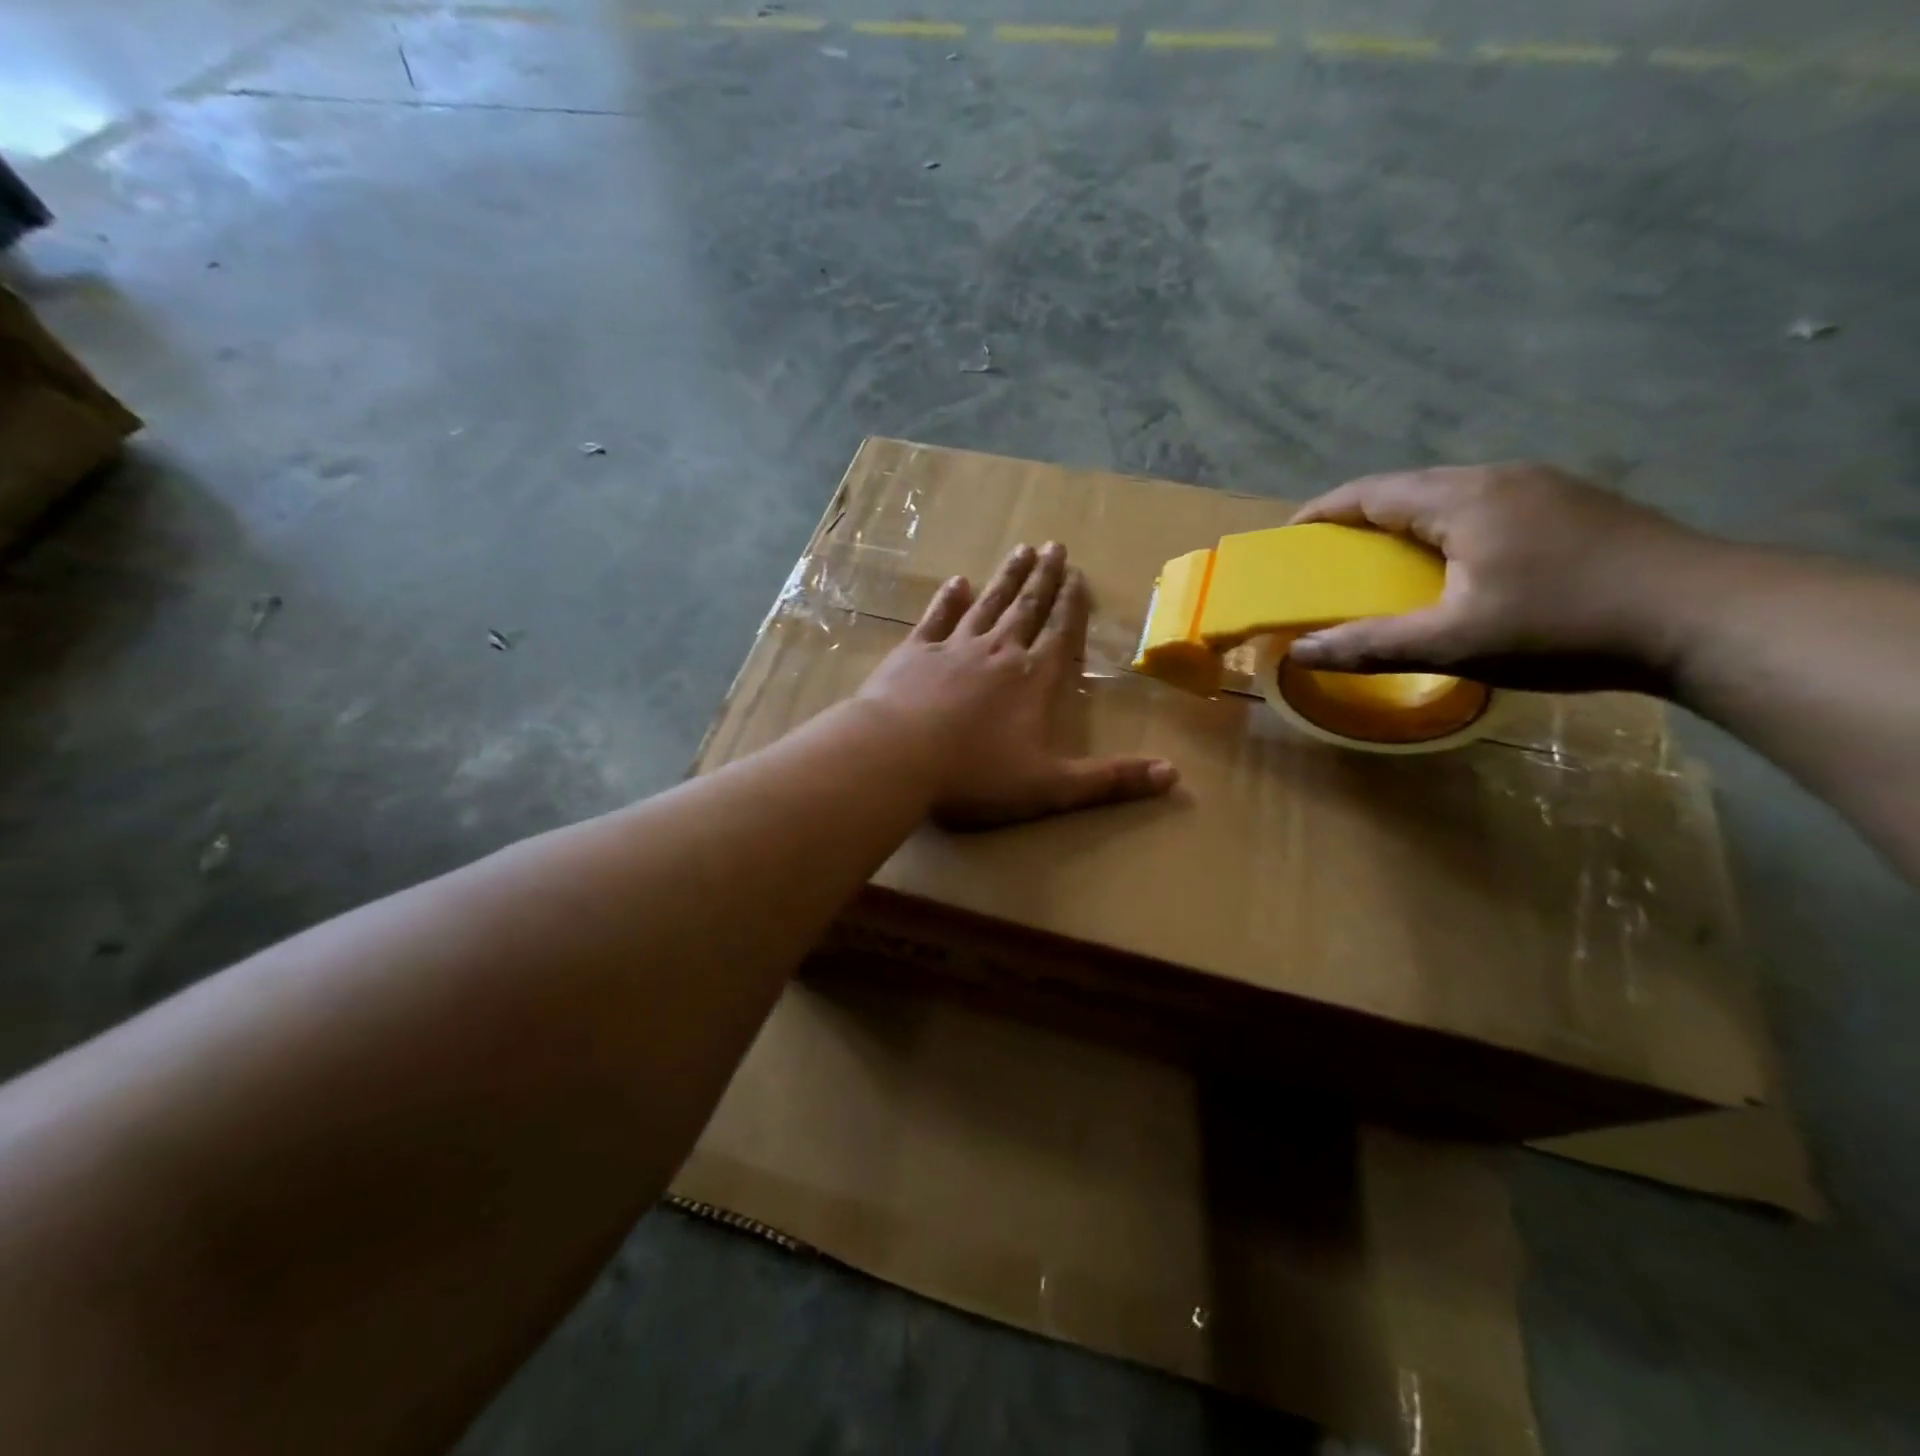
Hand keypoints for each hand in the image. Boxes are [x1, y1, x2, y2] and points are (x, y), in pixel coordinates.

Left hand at [857, 542, 1177, 827]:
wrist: (896, 757)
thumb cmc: (975, 774)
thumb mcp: (1050, 786)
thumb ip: (1109, 781)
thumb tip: (1173, 776)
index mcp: (1032, 679)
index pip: (1060, 633)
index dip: (1072, 604)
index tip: (1077, 575)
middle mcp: (997, 652)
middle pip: (1027, 607)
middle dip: (1043, 577)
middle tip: (1053, 545)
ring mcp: (953, 647)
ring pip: (987, 604)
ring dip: (1005, 578)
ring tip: (1020, 550)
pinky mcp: (913, 653)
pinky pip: (936, 618)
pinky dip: (948, 599)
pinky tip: (956, 582)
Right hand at [1286, 463, 1716, 693]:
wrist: (1709, 617)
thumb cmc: (1565, 626)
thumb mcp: (1454, 644)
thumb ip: (1369, 645)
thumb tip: (1298, 653)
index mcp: (1463, 499)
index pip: (1370, 492)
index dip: (1322, 513)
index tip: (1288, 539)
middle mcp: (1500, 477)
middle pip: (1407, 488)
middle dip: (1359, 518)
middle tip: (1330, 557)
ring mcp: (1544, 487)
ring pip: (1449, 495)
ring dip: (1404, 522)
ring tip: (1384, 561)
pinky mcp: (1573, 505)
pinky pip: (1484, 506)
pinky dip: (1445, 528)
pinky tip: (1454, 564)